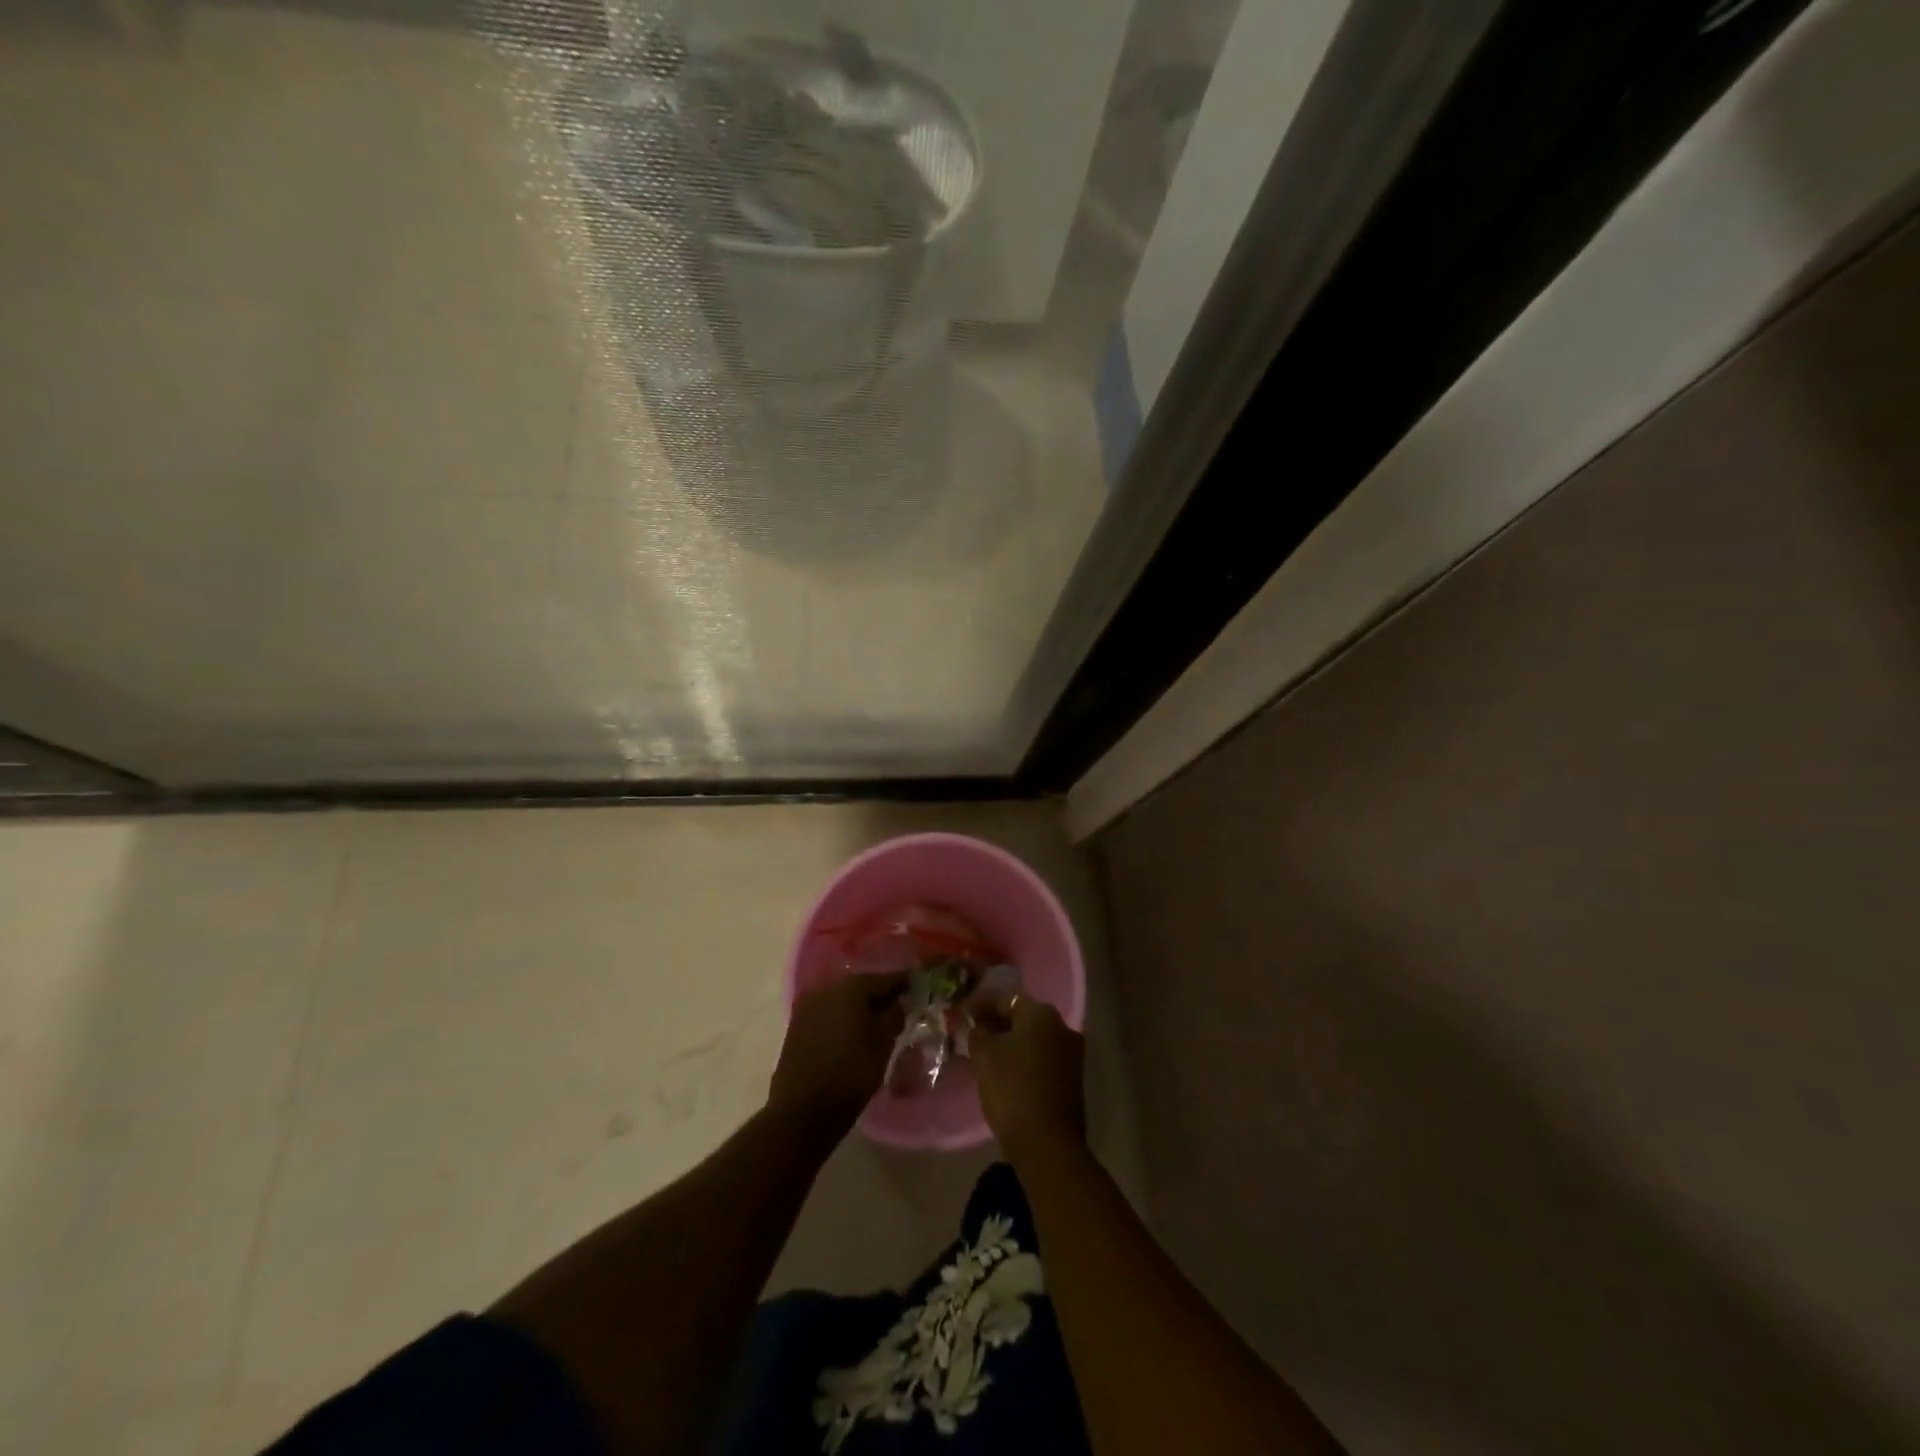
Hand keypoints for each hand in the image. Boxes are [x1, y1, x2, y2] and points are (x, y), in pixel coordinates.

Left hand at [770, 973, 905, 1130]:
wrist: (802, 1110)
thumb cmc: (851, 1073)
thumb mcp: (883, 1044)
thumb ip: (894, 1016)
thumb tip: (899, 1003)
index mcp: (851, 987)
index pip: (885, 978)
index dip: (903, 983)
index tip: (917, 986)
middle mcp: (827, 988)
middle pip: (861, 986)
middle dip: (880, 995)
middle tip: (899, 1005)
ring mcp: (808, 1006)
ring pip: (842, 1000)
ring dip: (859, 1008)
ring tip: (877, 1021)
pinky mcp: (796, 1025)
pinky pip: (828, 1013)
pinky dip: (842, 1018)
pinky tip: (853, 1031)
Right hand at [965, 989, 1086, 1163]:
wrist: (1048, 1144)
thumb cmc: (1012, 1090)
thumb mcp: (984, 1056)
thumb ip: (978, 1032)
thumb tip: (979, 1025)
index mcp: (1041, 1013)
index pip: (1005, 998)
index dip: (981, 1005)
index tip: (962, 1015)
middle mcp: (1062, 1025)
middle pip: (1022, 1016)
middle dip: (997, 1023)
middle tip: (973, 1035)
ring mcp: (1071, 1052)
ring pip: (1033, 1038)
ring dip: (1011, 1043)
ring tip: (986, 1055)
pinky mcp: (1073, 1078)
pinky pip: (1042, 1058)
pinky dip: (1024, 1060)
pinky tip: (1007, 1073)